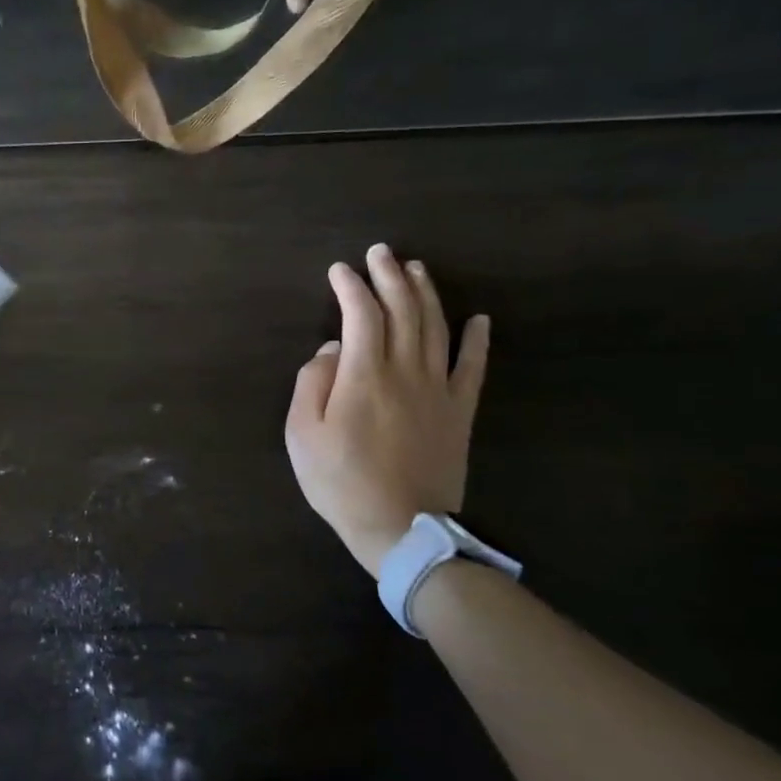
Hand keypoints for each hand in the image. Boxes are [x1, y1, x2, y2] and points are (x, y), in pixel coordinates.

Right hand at [285, 244, 488, 576]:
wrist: (401, 528)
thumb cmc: (340, 481)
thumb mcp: (302, 435)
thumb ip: (313, 384)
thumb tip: (332, 350)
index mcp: (364, 376)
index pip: (361, 315)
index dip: (351, 287)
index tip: (339, 270)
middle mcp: (405, 372)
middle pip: (403, 311)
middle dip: (390, 276)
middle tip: (381, 252)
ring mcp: (438, 390)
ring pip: (436, 329)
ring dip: (426, 294)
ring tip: (416, 269)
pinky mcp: (459, 411)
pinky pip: (472, 368)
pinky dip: (476, 340)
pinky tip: (478, 319)